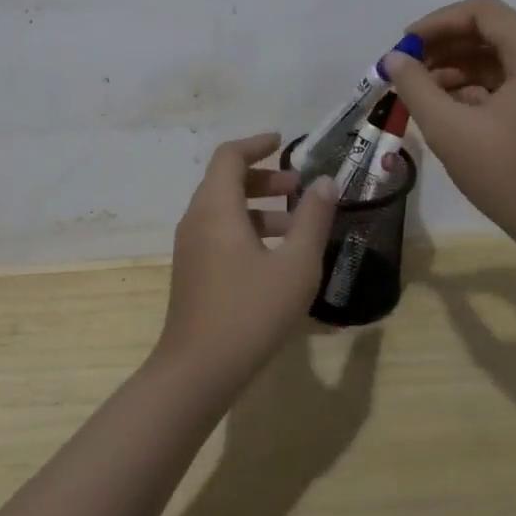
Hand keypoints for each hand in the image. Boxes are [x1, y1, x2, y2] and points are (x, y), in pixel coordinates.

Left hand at [155, 133, 337, 392]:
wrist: (196, 372)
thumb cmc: (249, 313)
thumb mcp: (295, 266)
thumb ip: (313, 219)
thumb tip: (325, 182)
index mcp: (216, 207)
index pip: (229, 155)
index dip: (256, 144)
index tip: (283, 143)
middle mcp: (197, 219)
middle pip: (226, 180)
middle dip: (263, 177)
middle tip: (298, 188)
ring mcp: (190, 247)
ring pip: (223, 209)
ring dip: (258, 206)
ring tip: (296, 225)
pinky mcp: (192, 271)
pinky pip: (218, 232)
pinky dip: (246, 228)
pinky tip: (275, 258)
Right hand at [385, 0, 515, 245]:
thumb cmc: (510, 176)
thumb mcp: (450, 129)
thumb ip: (416, 86)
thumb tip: (394, 59)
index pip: (483, 12)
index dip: (438, 22)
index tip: (405, 45)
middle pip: (490, 32)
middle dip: (444, 45)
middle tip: (406, 67)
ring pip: (495, 59)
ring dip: (455, 67)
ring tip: (418, 91)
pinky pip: (505, 83)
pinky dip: (472, 88)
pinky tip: (443, 108)